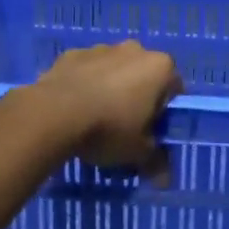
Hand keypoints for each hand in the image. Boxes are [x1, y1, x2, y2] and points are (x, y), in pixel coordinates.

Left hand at [31, 41, 181, 179]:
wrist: (54, 114)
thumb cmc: (109, 129)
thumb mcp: (138, 153)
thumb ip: (156, 161)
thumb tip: (165, 180)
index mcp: (160, 68)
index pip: (174, 89)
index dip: (164, 112)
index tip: (151, 130)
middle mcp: (134, 50)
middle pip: (143, 75)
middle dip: (137, 95)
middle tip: (125, 125)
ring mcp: (101, 48)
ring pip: (113, 70)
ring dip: (110, 87)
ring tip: (95, 117)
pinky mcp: (72, 54)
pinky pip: (85, 70)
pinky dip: (84, 83)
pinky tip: (73, 107)